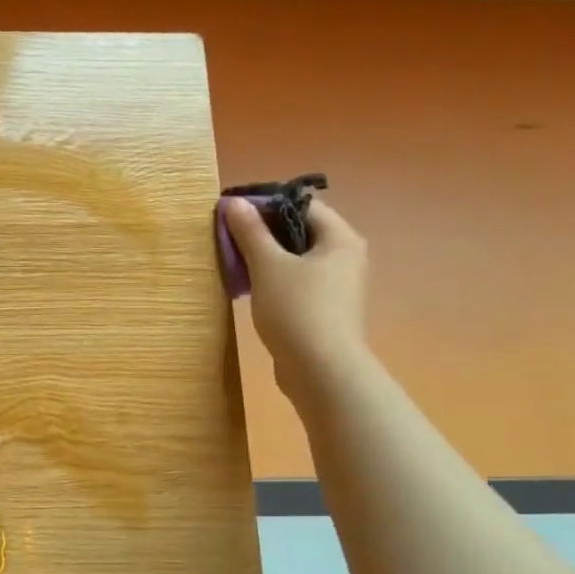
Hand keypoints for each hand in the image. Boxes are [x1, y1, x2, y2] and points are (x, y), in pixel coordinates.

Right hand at [221, 196, 369, 400]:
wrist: (321, 371)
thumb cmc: (297, 310)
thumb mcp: (268, 266)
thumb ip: (250, 232)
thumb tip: (234, 203)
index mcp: (340, 239)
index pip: (303, 205)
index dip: (267, 204)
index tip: (233, 213)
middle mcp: (346, 257)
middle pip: (300, 230)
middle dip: (263, 232)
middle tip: (229, 237)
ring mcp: (338, 285)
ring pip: (297, 259)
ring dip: (266, 257)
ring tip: (234, 263)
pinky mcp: (325, 309)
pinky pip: (297, 282)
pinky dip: (274, 279)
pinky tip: (250, 289)